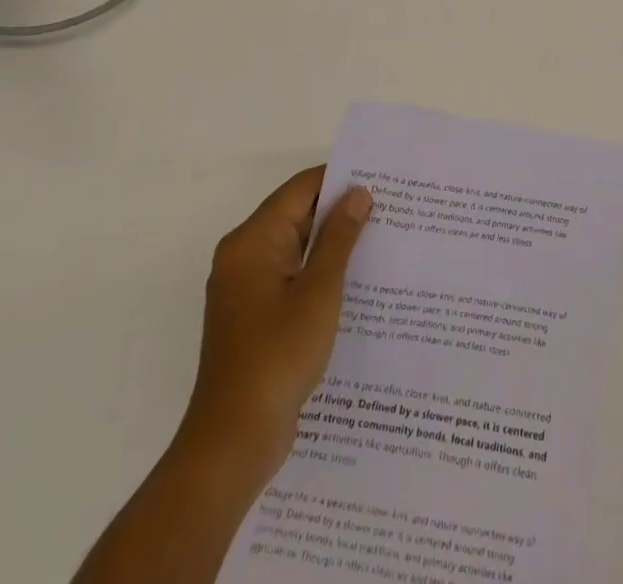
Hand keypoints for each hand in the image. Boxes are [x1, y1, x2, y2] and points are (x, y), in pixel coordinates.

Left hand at [180, 167, 373, 486]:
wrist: (233, 442)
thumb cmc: (277, 357)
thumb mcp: (319, 292)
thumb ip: (339, 238)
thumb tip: (358, 193)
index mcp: (252, 241)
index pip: (300, 189)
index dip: (340, 180)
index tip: (380, 180)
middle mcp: (243, 256)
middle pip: (296, 215)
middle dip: (340, 212)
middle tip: (389, 210)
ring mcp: (246, 288)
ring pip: (296, 248)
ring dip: (332, 245)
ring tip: (380, 241)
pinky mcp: (254, 316)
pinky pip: (291, 277)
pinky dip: (318, 273)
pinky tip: (355, 283)